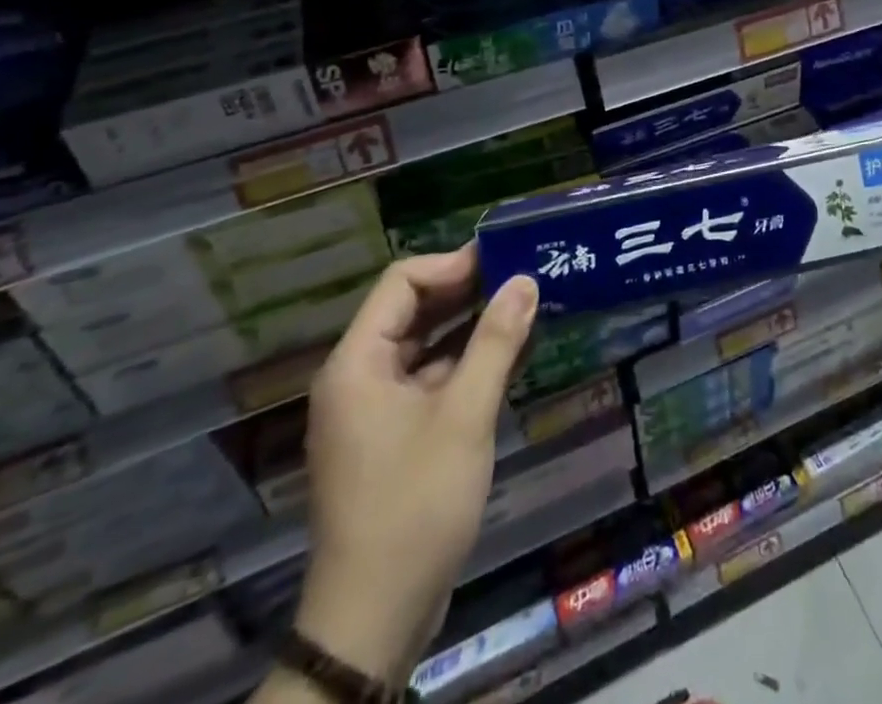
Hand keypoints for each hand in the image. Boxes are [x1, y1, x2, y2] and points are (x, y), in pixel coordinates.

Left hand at [294, 246, 538, 685]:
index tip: (504, 262)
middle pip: (411, 310)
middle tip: (522, 279)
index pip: (402, 281)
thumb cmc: (416, 504)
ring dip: (469, 327)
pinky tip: (507, 357)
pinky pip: (427, 380)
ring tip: (523, 309)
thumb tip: (524, 279)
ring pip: (423, 346)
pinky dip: (463, 364)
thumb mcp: (464, 416)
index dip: (453, 264)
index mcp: (358, 362)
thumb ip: (495, 342)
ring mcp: (372, 409)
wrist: (374, 620)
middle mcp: (358, 376)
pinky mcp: (390, 437)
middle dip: (466, 291)